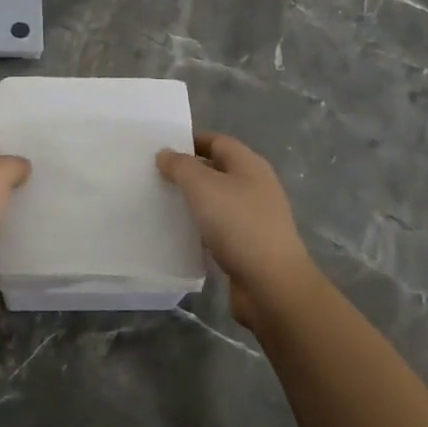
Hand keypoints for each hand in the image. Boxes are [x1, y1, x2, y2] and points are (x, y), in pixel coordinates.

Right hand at [157, 132, 319, 327]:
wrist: (271, 285)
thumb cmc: (237, 224)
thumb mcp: (202, 186)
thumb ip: (180, 166)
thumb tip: (165, 153)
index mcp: (249, 164)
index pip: (216, 141)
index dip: (189, 143)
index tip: (161, 152)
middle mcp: (255, 186)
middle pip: (216, 170)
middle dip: (188, 173)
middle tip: (156, 178)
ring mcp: (254, 217)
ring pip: (217, 201)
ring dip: (193, 202)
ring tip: (163, 205)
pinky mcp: (250, 245)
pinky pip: (220, 228)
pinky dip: (201, 228)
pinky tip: (181, 234)